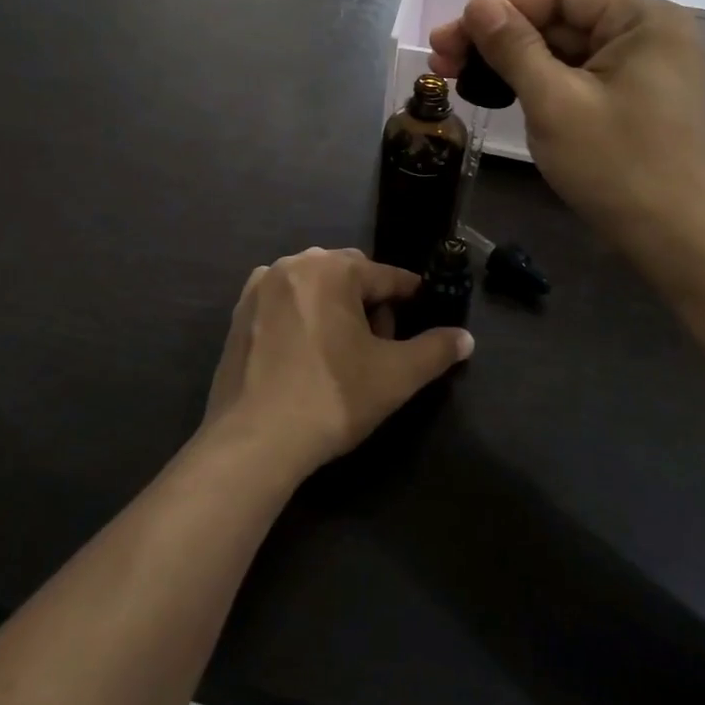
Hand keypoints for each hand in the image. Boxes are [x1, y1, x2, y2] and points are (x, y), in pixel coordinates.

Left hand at [203, 248, 472, 481]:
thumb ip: (436, 351)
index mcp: (333, 268)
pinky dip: (301, 316)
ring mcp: (260, 286)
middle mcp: (294, 264)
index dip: (411, 297)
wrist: (253, 440)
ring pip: (314, 286)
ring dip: (334, 307)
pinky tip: (305, 354)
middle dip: (369, 303)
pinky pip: (284, 302)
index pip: (386, 276)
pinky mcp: (238, 312)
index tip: (425, 314)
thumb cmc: (331, 398)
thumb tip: (466, 338)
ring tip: (342, 351)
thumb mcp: (396, 376)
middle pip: (348, 276)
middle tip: (380, 345)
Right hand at [428, 0, 704, 280]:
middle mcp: (646, 33)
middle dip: (500, 37)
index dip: (504, 8)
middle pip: (560, 18)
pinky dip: (537, 82)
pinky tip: (499, 93)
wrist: (675, 240)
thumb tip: (476, 3)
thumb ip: (513, 47)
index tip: (457, 38)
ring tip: (460, 77)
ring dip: (511, 60)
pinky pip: (575, 75)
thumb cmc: (616, 165)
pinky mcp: (630, 98)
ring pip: (563, 48)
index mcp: (641, 19)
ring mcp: (640, 68)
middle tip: (444, 60)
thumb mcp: (554, 102)